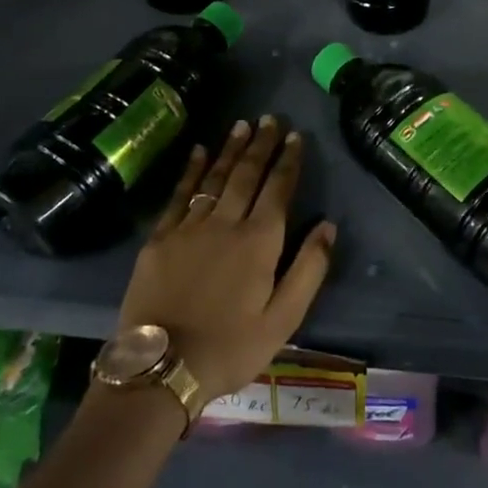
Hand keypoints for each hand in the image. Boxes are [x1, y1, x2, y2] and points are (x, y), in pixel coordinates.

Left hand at [115, 116, 335, 402]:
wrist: (162, 368)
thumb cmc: (231, 347)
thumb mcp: (284, 319)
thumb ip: (309, 269)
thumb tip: (328, 224)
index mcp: (259, 242)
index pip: (278, 189)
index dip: (288, 161)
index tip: (296, 136)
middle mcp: (225, 223)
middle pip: (246, 174)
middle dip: (261, 144)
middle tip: (270, 118)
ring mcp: (189, 227)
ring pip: (214, 177)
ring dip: (230, 149)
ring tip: (242, 125)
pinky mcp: (160, 237)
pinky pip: (179, 194)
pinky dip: (190, 170)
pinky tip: (198, 151)